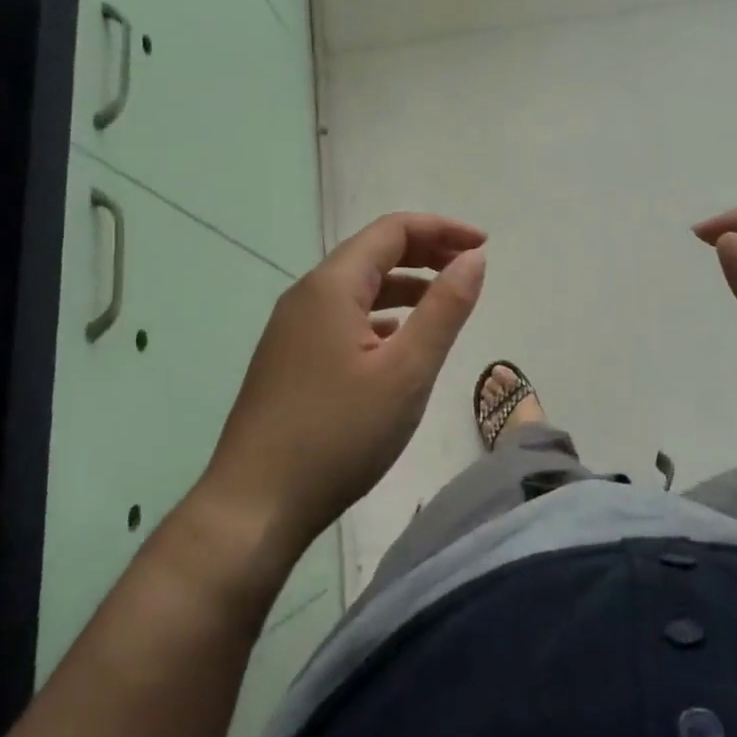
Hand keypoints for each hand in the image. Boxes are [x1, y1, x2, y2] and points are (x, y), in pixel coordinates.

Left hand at [198, 212, 486, 564]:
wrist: (253, 507)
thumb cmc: (338, 434)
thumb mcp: (407, 371)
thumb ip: (445, 308)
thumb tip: (473, 259)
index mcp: (332, 285)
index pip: (393, 230)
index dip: (442, 229)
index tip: (484, 246)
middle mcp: (307, 294)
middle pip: (373, 253)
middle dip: (425, 253)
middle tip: (469, 268)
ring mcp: (292, 327)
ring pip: (357, 287)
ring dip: (403, 285)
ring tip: (443, 304)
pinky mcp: (289, 358)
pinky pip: (342, 316)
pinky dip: (379, 315)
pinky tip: (397, 342)